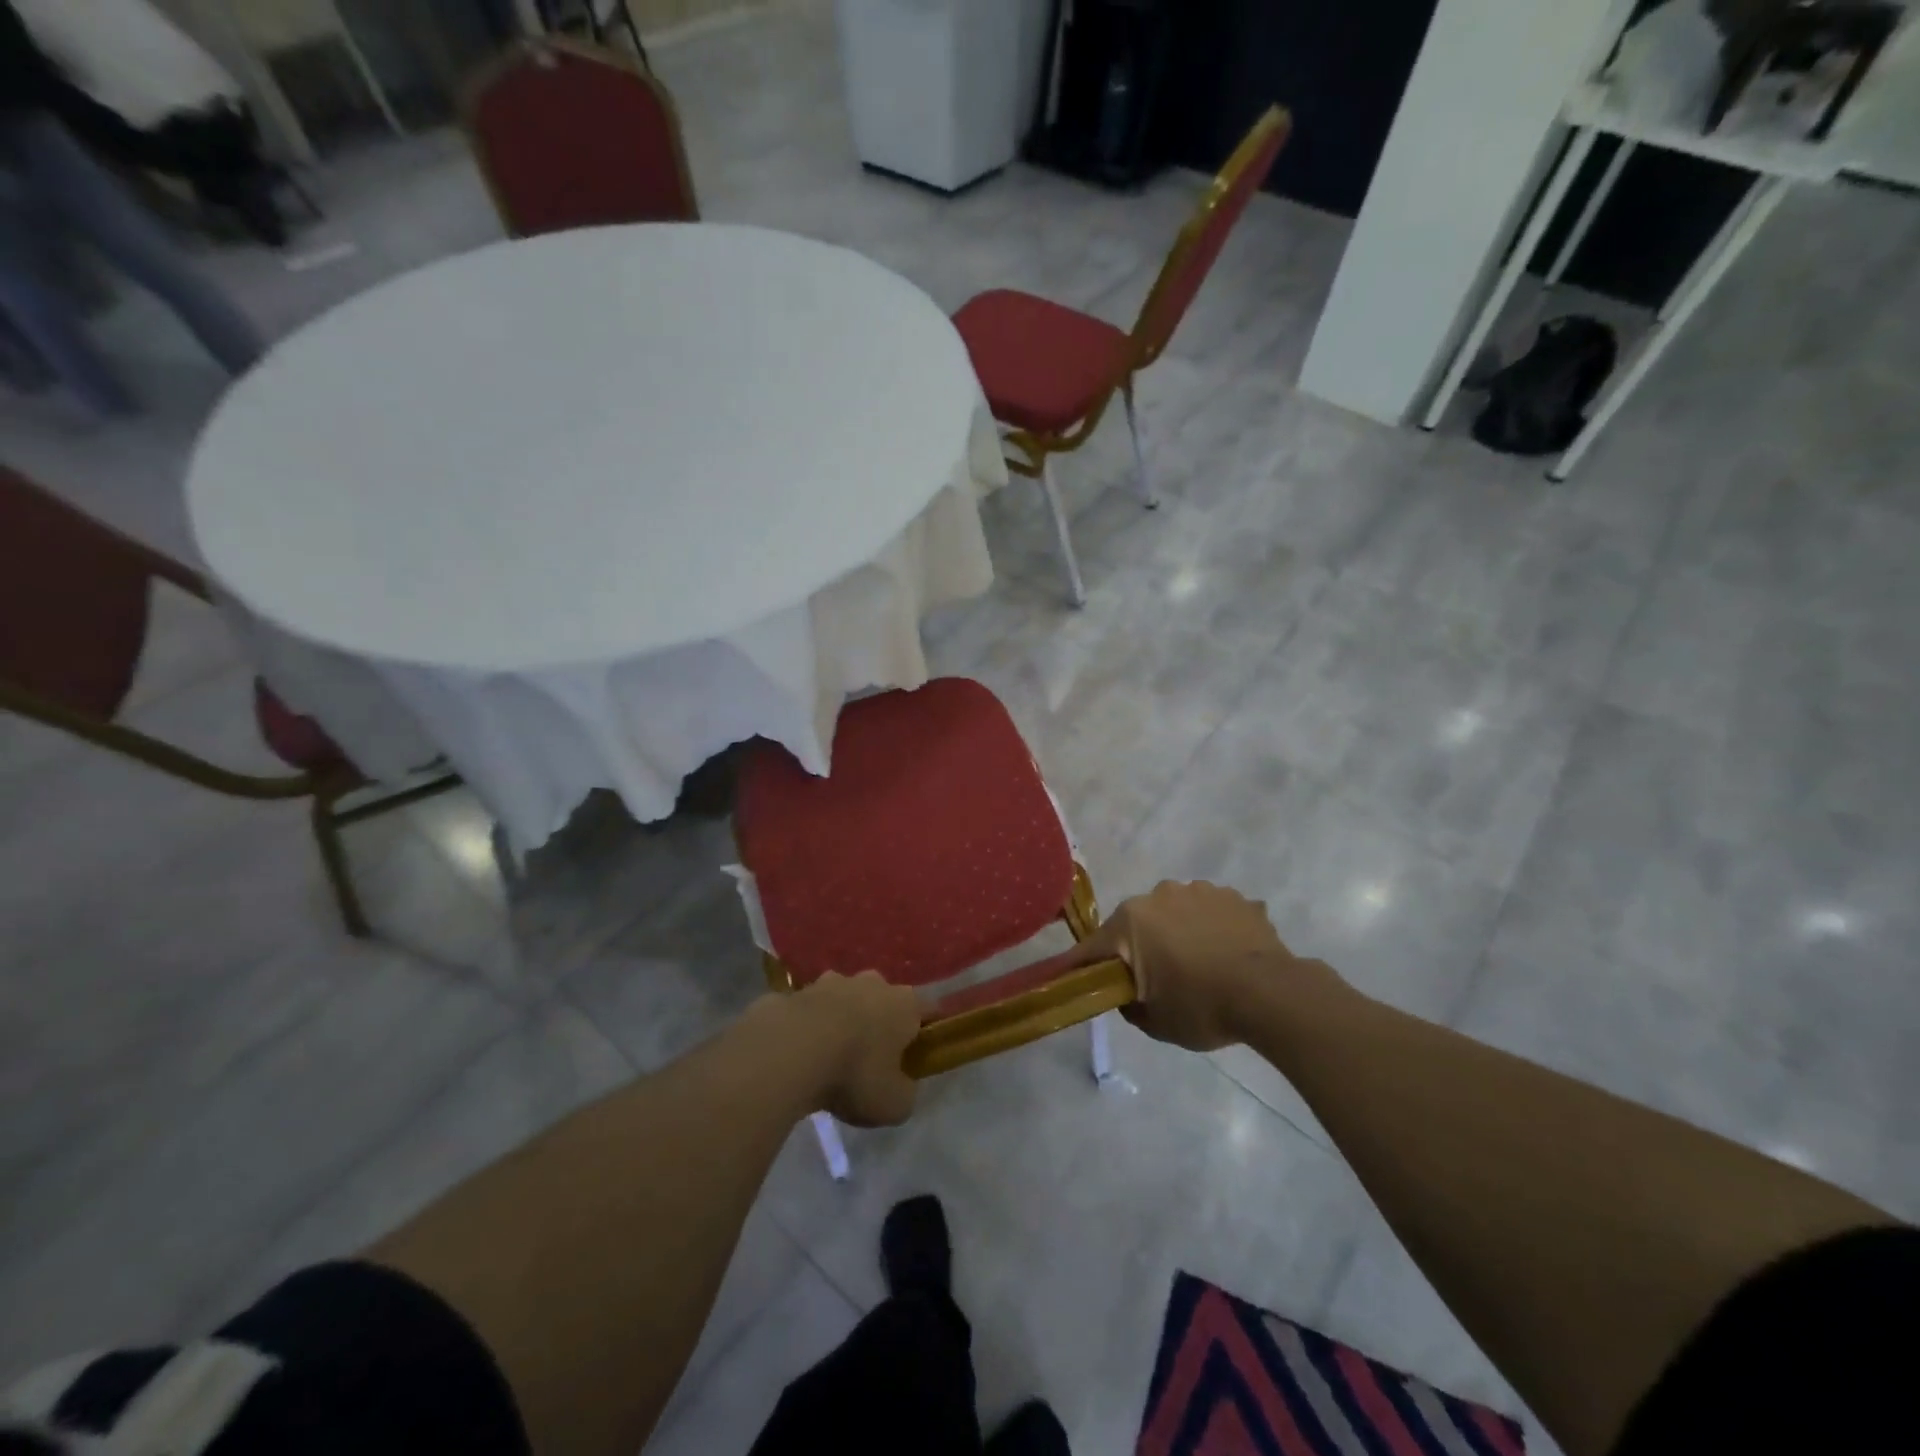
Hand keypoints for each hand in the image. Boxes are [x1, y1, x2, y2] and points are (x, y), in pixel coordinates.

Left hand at [780, 972, 922, 1126]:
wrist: (791, 1050)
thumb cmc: (855, 1074)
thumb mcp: (894, 1104)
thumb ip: (905, 1093)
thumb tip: (901, 1086)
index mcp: (905, 1004)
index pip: (929, 1009)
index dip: (926, 1030)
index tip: (919, 1053)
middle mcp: (873, 983)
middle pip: (885, 999)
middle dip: (880, 1021)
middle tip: (871, 1057)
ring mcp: (833, 981)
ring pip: (846, 998)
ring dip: (843, 1018)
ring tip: (831, 1053)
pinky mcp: (798, 990)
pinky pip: (811, 1009)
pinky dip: (809, 1025)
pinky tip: (799, 1052)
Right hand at [1070, 880, 1337, 1050]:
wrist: (1270, 994)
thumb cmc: (1201, 1007)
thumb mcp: (1155, 1023)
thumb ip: (1130, 1005)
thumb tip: (1128, 995)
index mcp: (1131, 921)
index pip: (1095, 945)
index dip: (1083, 965)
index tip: (1073, 976)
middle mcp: (1160, 895)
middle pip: (1138, 924)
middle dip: (1141, 946)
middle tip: (1157, 978)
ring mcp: (1200, 891)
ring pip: (1177, 912)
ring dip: (1180, 932)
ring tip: (1201, 965)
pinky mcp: (1234, 897)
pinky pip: (1212, 913)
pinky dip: (1213, 929)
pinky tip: (1228, 955)